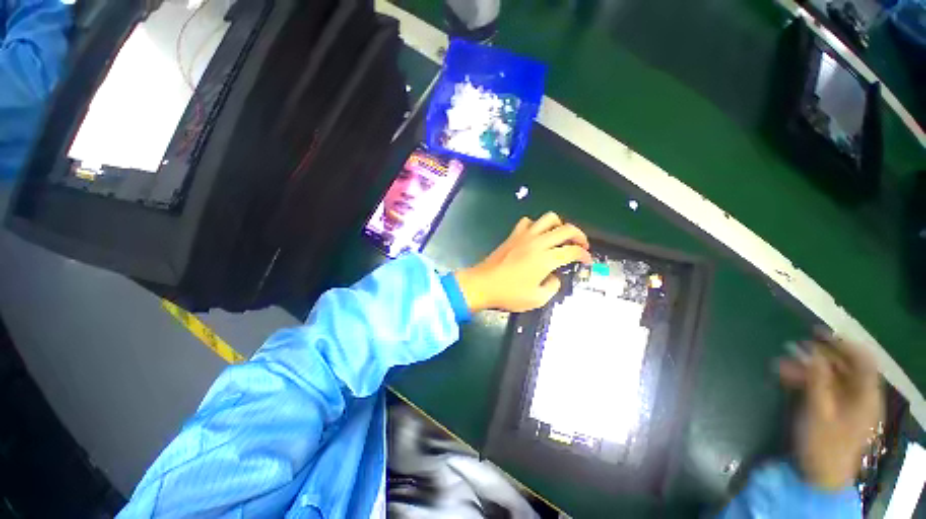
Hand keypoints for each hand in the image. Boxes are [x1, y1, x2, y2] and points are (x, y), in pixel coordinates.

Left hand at [454, 212, 591, 312]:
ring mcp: (524, 236)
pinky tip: (536, 235)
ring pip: (548, 218)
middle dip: (579, 235)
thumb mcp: (536, 299)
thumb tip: (554, 277)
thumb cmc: (508, 294)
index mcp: (546, 259)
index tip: (587, 260)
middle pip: (566, 229)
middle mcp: (537, 243)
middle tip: (581, 245)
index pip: (572, 251)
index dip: (584, 255)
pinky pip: (528, 222)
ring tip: (560, 236)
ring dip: (559, 224)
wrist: (482, 284)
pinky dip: (536, 225)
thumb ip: (552, 287)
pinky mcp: (513, 235)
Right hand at [777, 329, 883, 490]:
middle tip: (796, 345)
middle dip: (820, 355)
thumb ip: (817, 380)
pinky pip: (820, 387)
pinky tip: (785, 375)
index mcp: (865, 396)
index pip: (863, 361)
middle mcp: (859, 396)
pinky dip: (804, 379)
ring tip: (783, 362)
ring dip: (807, 367)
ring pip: (829, 376)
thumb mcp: (819, 411)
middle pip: (845, 367)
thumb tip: (811, 351)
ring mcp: (845, 404)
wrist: (820, 476)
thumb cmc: (824, 444)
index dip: (844, 344)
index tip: (819, 333)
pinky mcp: (832, 410)